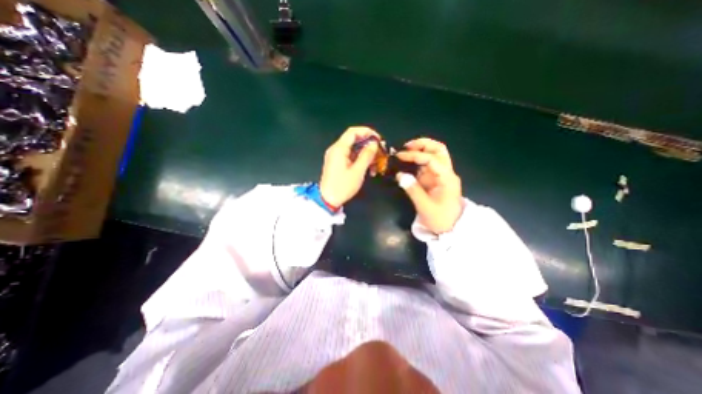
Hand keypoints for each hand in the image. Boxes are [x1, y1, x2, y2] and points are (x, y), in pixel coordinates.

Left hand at [319, 126, 377, 206]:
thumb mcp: (358, 171)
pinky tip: (368, 168)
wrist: (328, 200)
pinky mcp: (337, 163)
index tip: (379, 139)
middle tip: (380, 152)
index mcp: (339, 149)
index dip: (367, 132)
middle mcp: (336, 149)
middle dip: (368, 145)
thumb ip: (367, 155)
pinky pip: (350, 156)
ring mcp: (336, 156)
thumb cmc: (342, 186)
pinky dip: (360, 160)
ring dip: (366, 154)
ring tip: (376, 164)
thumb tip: (374, 144)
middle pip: (354, 140)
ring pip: (353, 149)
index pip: (353, 132)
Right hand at [397, 137, 464, 233]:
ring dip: (422, 149)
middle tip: (406, 146)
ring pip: (436, 154)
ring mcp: (442, 175)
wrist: (452, 228)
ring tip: (406, 151)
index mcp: (447, 178)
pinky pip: (429, 164)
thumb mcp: (425, 207)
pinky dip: (419, 159)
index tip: (399, 156)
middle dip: (422, 144)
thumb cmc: (441, 219)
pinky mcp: (437, 179)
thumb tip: (399, 175)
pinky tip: (409, 161)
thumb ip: (412, 190)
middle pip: (439, 150)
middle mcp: (447, 172)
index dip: (414, 155)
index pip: (431, 159)